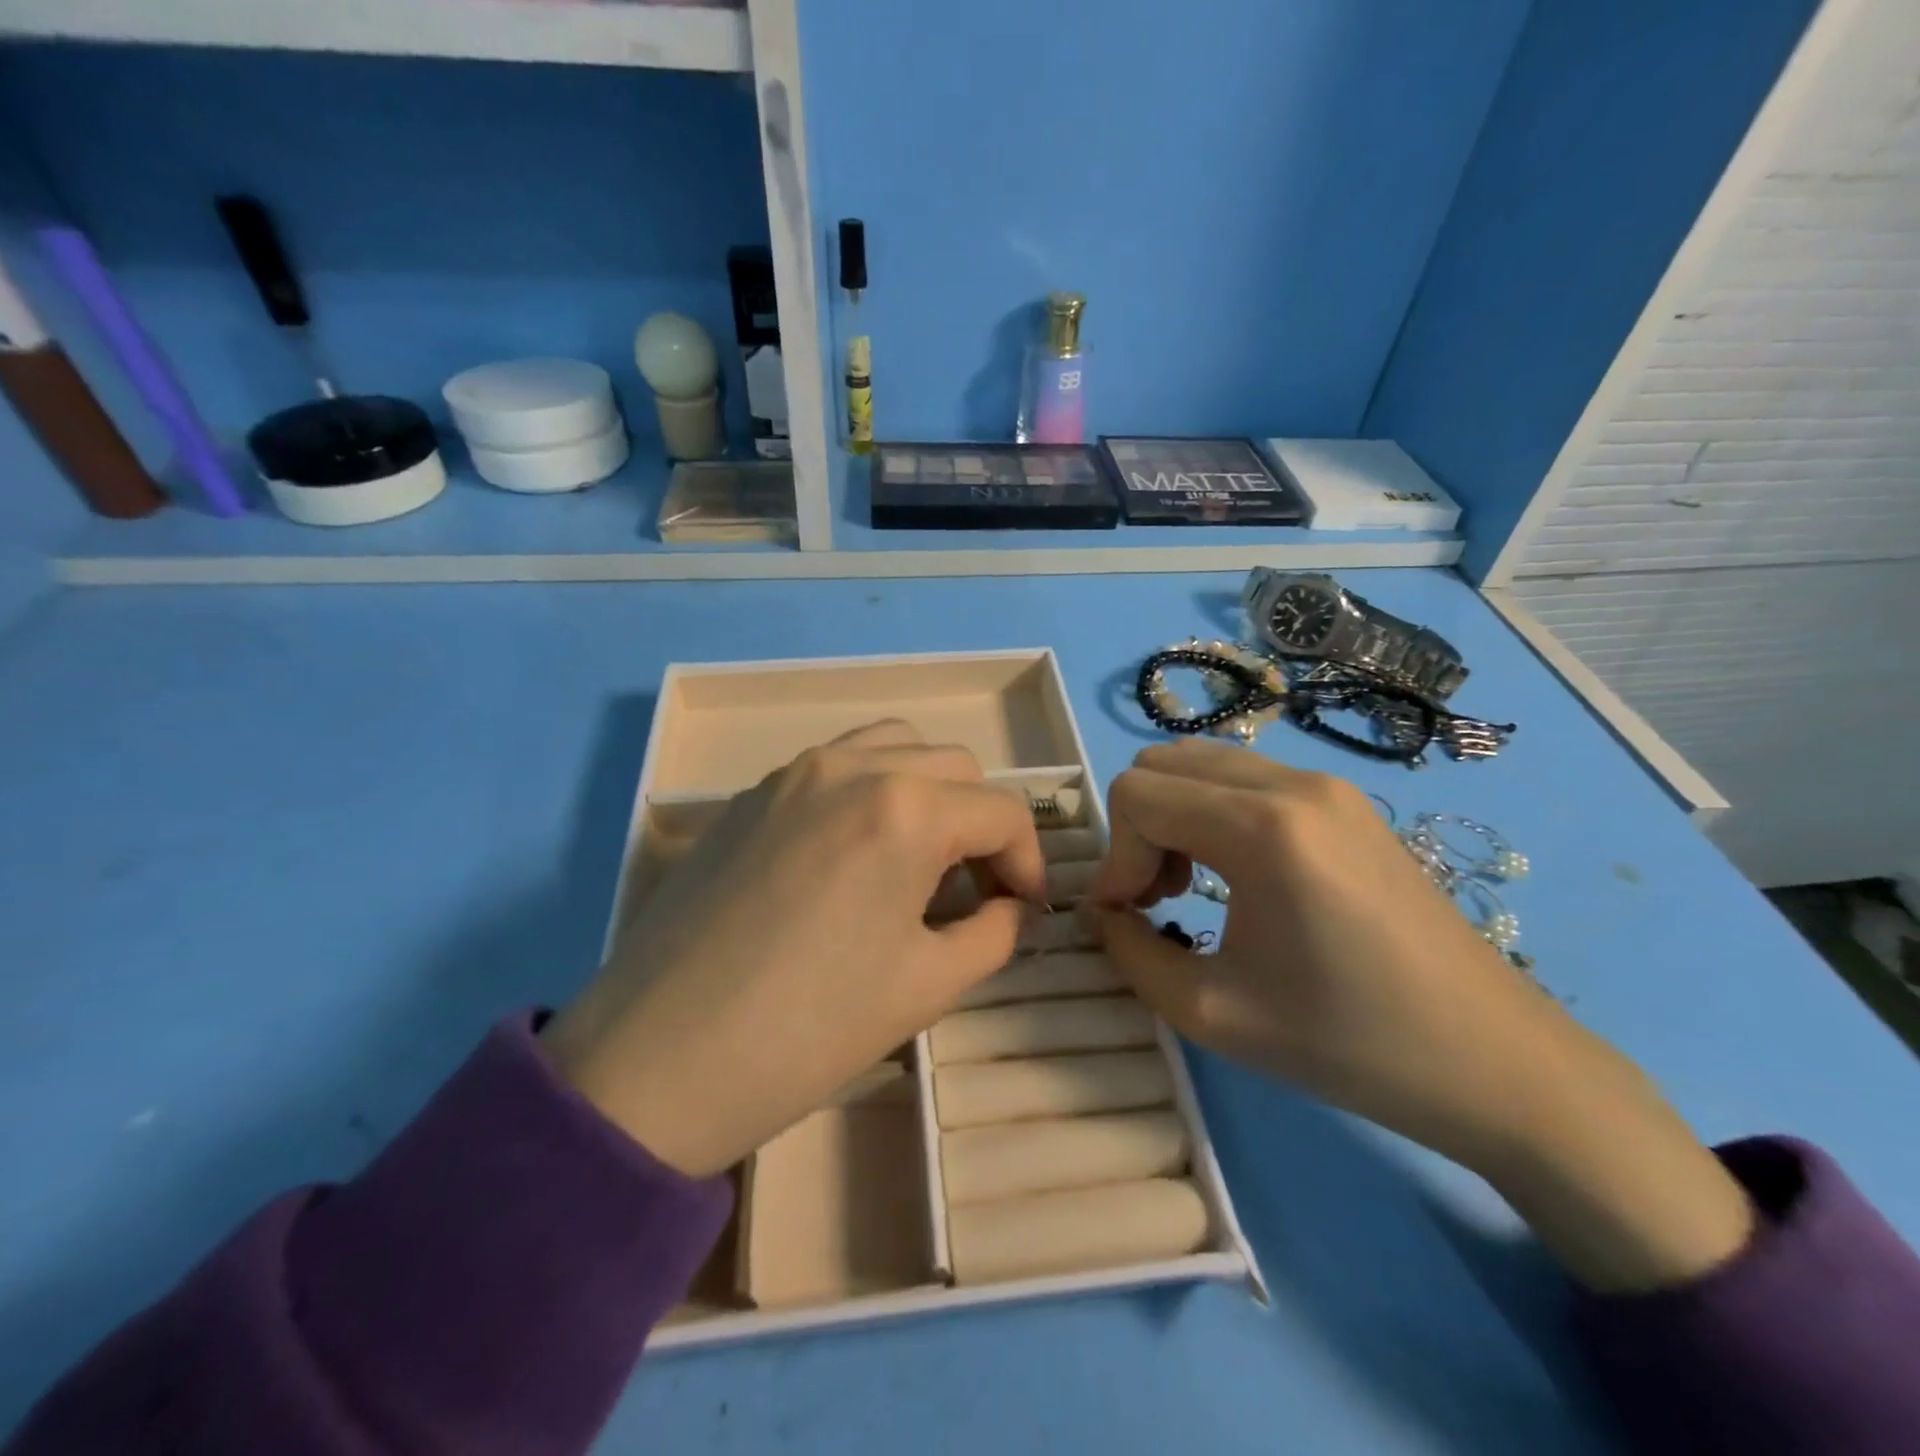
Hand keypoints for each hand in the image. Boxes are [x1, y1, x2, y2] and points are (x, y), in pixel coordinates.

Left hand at [541, 721, 1044, 1178]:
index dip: (1028, 862)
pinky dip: (870, 790)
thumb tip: (1013, 907)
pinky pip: (835, 767)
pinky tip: (853, 856)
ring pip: (893, 747)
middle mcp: (852, 767)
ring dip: (927, 792)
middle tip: (974, 891)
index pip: (1002, 812)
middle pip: (954, 767)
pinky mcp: (751, 795)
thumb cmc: (807, 1030)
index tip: (1024, 911)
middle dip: (981, 824)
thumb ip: (994, 933)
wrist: (655, 1061)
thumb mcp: (928, 987)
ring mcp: (793, 773)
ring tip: (919, 858)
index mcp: (905, 808)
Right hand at [1088, 739, 1751, 1292]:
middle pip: (1161, 763)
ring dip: (1173, 815)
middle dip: (1139, 829)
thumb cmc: (1349, 1044)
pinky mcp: (1346, 800)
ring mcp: (1326, 784)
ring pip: (1201, 762)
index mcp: (1264, 828)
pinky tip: (1235, 875)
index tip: (1128, 918)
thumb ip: (1129, 953)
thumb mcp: (1213, 1013)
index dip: (1115, 859)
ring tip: (1190, 886)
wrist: (1495, 1062)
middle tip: (1157, 898)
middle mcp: (1293, 783)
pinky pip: (1245, 777)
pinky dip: (1211, 811)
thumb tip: (1101, 912)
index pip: (1137, 796)